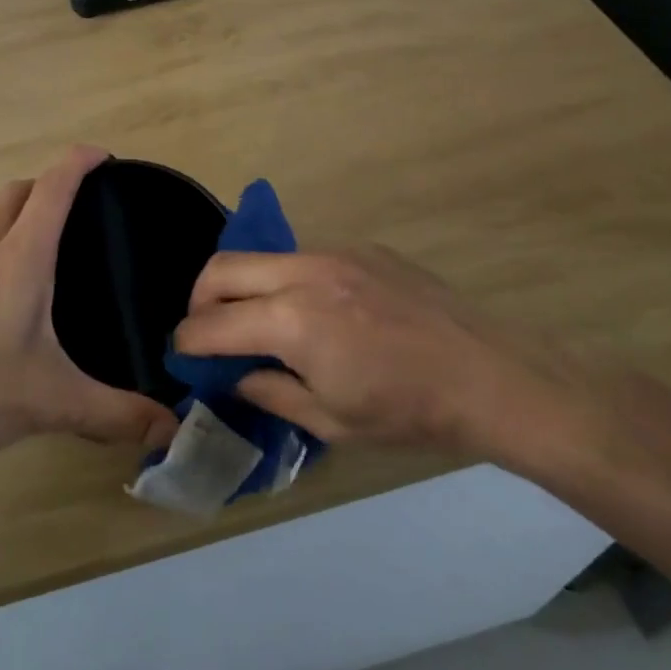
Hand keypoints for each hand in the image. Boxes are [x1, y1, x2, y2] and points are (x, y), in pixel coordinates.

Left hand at [0, 146, 179, 460]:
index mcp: (20, 257)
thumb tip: (169, 428)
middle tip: (87, 210)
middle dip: (51, 185)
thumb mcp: (51, 401)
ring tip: (59, 253)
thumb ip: (114, 413)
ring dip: (25, 218)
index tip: (105, 157)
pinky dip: (4, 250)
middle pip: (19, 193)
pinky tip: (17, 298)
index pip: (52, 187)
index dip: (79, 162)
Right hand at [174, 245, 598, 470]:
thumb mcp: (331, 421)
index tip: (181, 354)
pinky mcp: (363, 248)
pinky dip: (288, 281)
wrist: (489, 375)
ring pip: (264, 257)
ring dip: (245, 286)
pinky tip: (317, 312)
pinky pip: (305, 257)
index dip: (187, 341)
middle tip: (208, 331)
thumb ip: (271, 392)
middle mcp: (305, 272)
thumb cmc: (408, 412)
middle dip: (200, 299)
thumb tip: (237, 376)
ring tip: (260, 322)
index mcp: (292, 321)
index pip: (213, 324)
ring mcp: (336, 252)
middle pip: (223, 268)